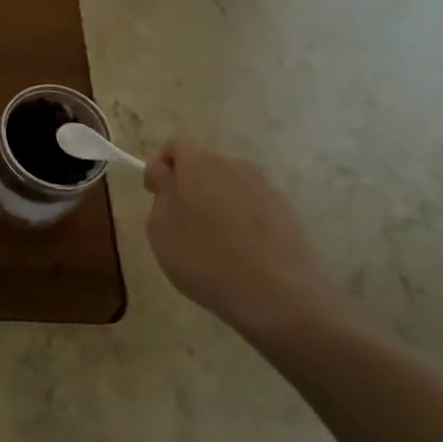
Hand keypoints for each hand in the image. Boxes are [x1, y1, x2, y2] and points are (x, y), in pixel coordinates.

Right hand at [142, 139, 336, 336]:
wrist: (276, 295)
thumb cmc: (204, 257)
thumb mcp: (160, 227)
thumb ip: (161, 192)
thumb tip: (166, 174)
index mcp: (199, 163)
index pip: (175, 146)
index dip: (161, 167)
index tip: (155, 195)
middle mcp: (234, 166)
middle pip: (205, 165)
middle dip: (190, 185)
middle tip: (181, 222)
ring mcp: (265, 189)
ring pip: (231, 186)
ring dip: (218, 202)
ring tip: (214, 241)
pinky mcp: (287, 214)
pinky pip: (254, 207)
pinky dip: (243, 220)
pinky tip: (241, 252)